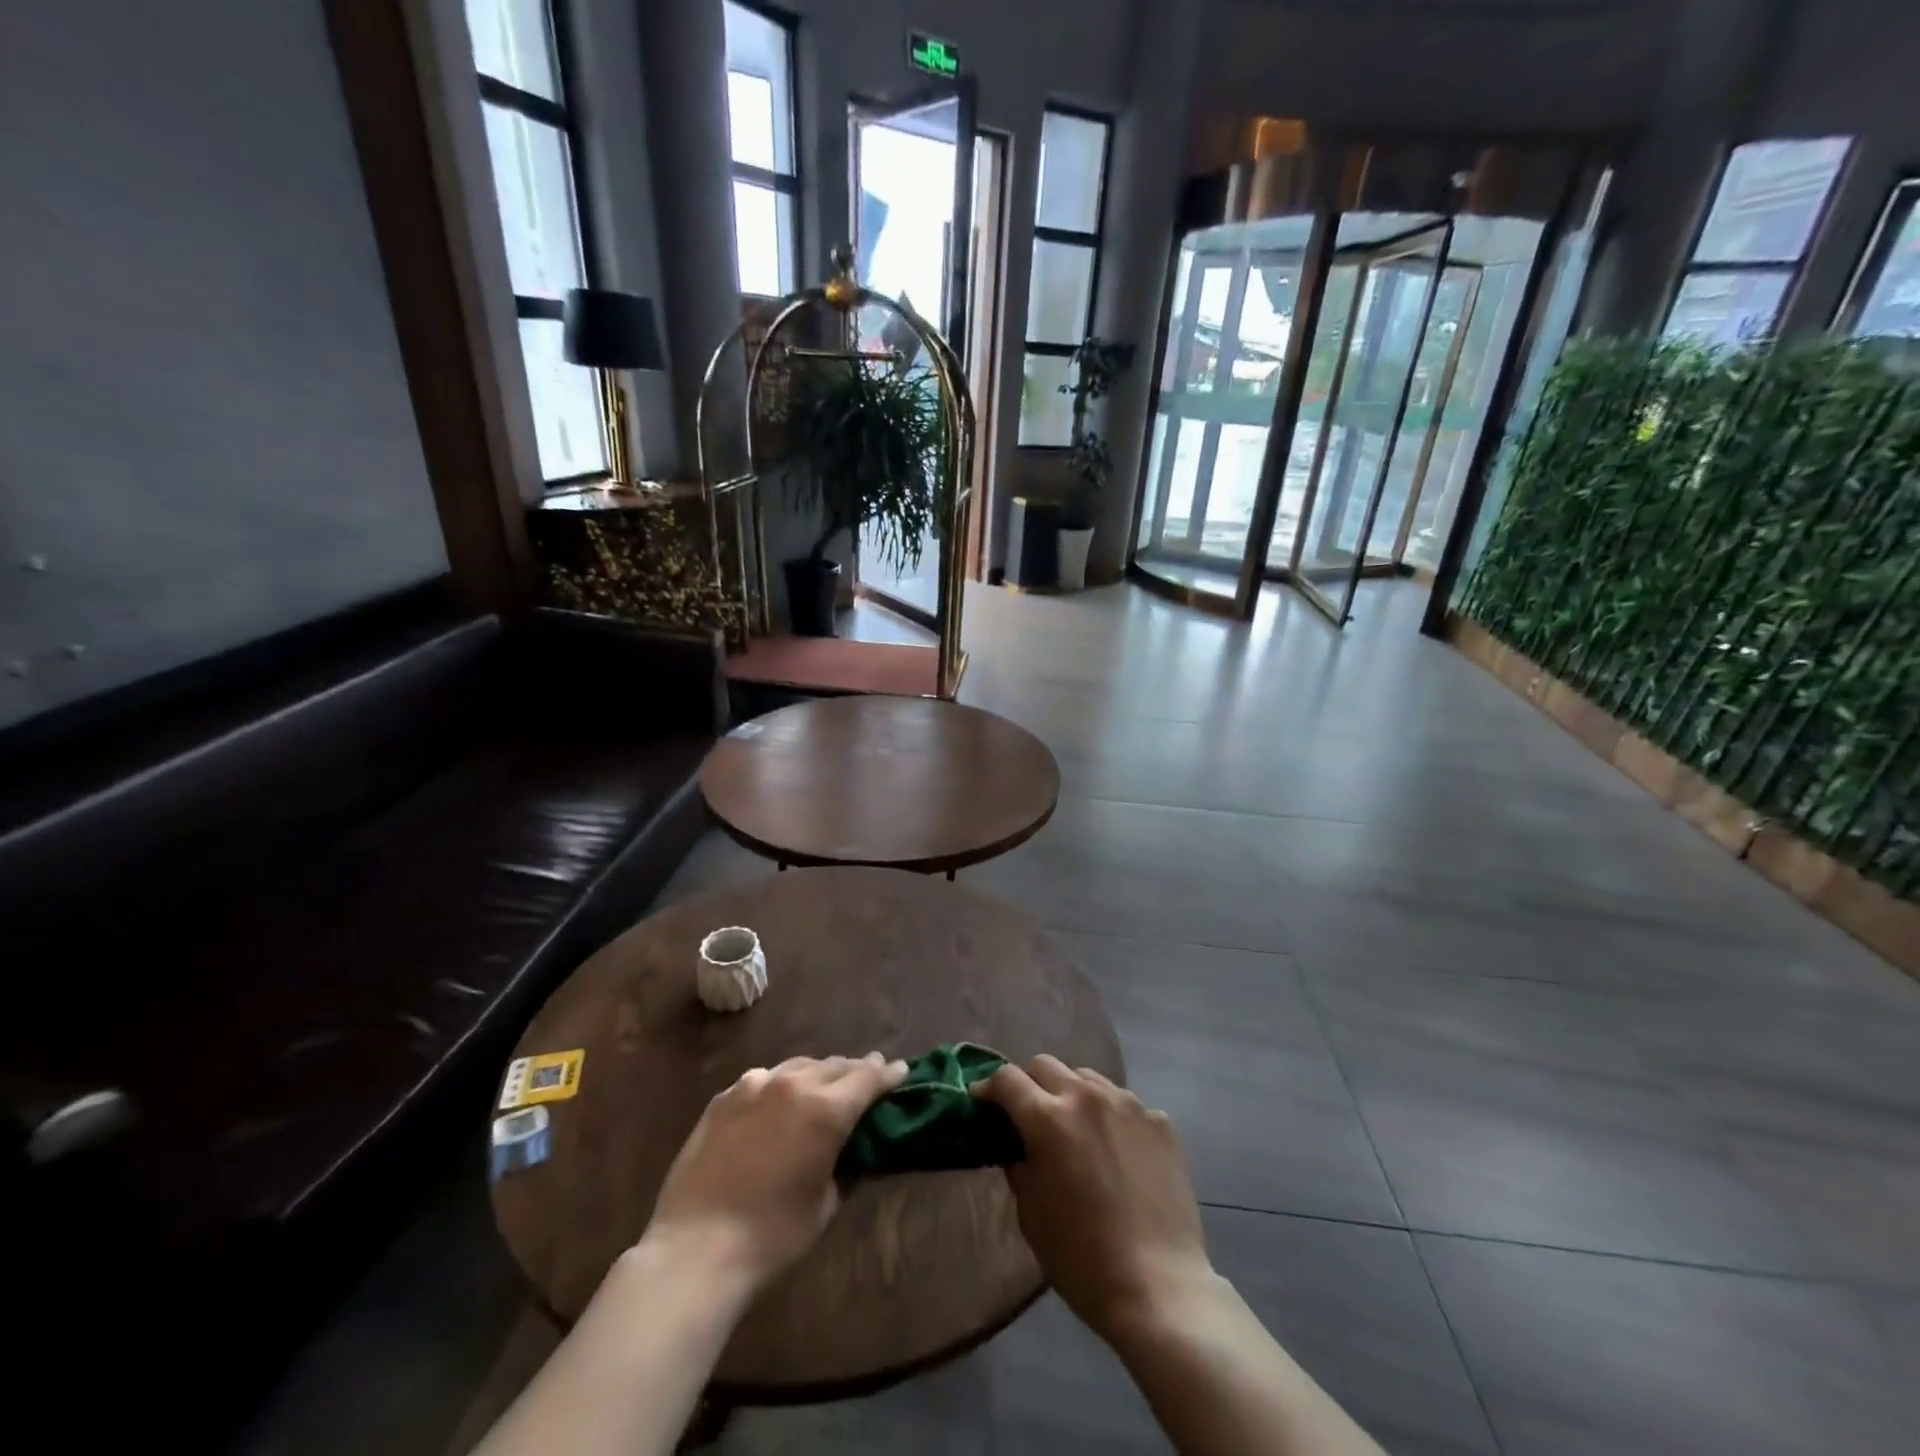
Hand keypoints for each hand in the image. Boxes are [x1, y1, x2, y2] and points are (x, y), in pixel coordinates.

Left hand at [641, 1053, 907, 1296]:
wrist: (695, 1249)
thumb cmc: (772, 1236)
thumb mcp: (825, 1205)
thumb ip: (847, 1167)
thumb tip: (857, 1152)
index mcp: (826, 1109)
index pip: (868, 1077)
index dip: (888, 1074)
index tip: (901, 1071)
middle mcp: (793, 1084)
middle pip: (835, 1065)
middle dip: (855, 1071)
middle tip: (867, 1079)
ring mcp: (754, 1085)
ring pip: (799, 1066)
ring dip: (818, 1074)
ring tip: (824, 1087)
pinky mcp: (724, 1097)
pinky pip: (763, 1080)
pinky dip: (780, 1085)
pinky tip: (777, 1102)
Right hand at [974, 1055, 1213, 1343]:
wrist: (1160, 1288)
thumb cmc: (1081, 1258)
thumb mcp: (1030, 1212)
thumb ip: (1018, 1161)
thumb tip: (1014, 1141)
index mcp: (1048, 1118)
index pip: (1006, 1078)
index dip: (988, 1089)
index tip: (983, 1104)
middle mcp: (1087, 1096)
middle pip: (1045, 1065)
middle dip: (1028, 1083)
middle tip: (1027, 1115)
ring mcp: (1128, 1105)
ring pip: (1087, 1077)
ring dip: (1070, 1093)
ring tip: (1074, 1128)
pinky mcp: (1160, 1122)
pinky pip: (1124, 1104)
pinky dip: (1110, 1117)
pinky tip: (1116, 1151)